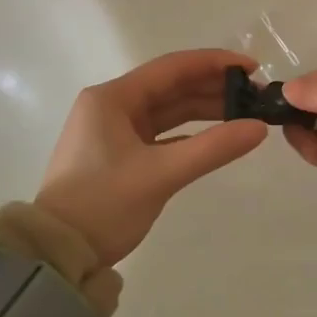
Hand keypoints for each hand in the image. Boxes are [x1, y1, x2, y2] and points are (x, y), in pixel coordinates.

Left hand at [36, 49, 267, 265]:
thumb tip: (260, 128)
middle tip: (256, 95)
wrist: (57, 254)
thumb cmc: (103, 204)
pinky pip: (162, 133)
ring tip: (245, 113)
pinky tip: (218, 137)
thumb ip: (213, 148)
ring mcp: (114, 130)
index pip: (172, 67)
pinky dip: (190, 133)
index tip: (252, 67)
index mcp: (112, 98)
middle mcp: (112, 106)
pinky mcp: (120, 154)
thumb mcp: (161, 174)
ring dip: (204, 110)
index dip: (214, 63)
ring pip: (168, 110)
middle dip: (213, 88)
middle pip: (171, 86)